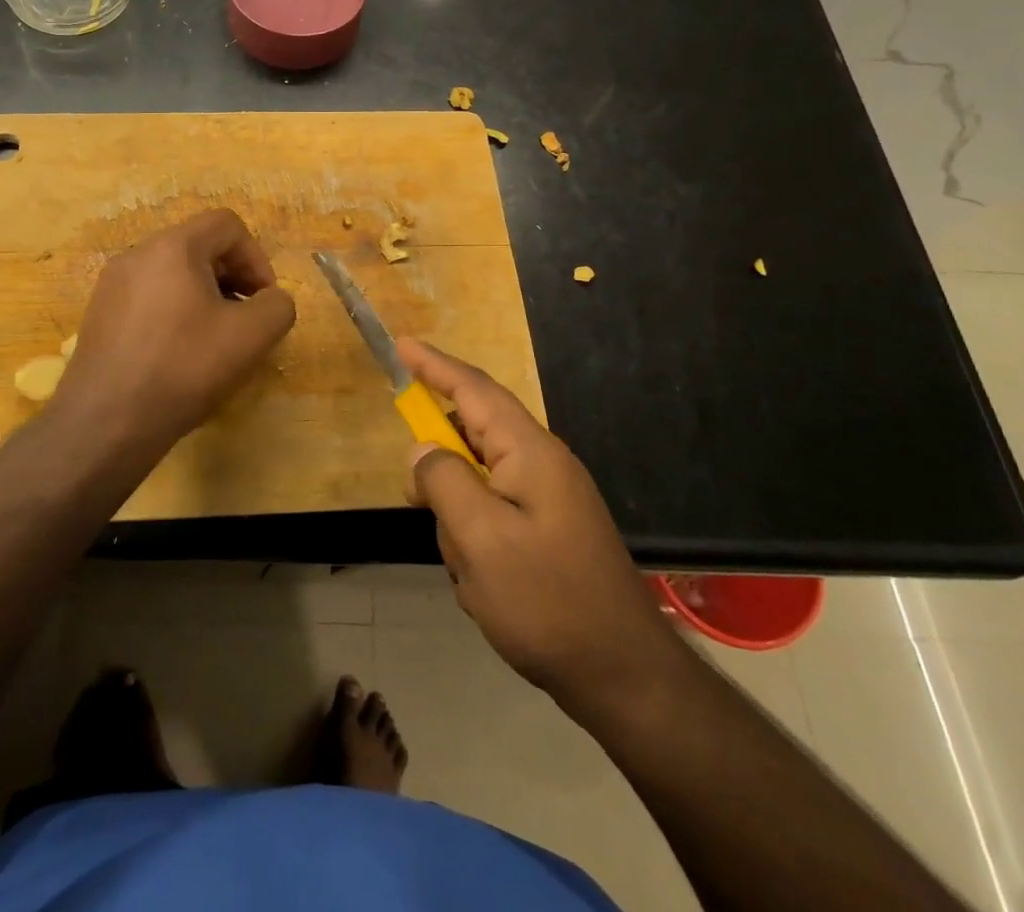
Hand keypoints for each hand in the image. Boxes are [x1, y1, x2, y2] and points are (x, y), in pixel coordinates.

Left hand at [57, 209, 296, 442]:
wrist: (105, 422)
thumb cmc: (183, 368)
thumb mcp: (250, 337)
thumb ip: (277, 306)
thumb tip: (271, 300)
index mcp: (173, 246)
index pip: (227, 224)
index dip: (257, 258)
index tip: (263, 301)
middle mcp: (137, 253)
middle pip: (199, 246)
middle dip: (233, 277)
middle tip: (245, 320)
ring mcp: (112, 284)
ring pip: (173, 273)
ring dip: (205, 296)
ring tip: (214, 340)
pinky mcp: (99, 314)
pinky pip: (149, 296)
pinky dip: (175, 312)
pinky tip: (179, 355)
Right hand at [399, 339, 679, 706]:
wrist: (623, 678)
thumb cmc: (548, 601)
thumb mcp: (480, 538)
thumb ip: (443, 481)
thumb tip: (422, 448)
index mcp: (530, 452)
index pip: (473, 389)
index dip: (434, 365)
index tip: (401, 346)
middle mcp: (541, 465)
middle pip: (472, 438)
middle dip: (442, 474)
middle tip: (422, 504)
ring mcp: (547, 500)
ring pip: (477, 485)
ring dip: (460, 523)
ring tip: (473, 573)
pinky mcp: (546, 532)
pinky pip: (492, 518)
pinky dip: (476, 545)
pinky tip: (486, 589)